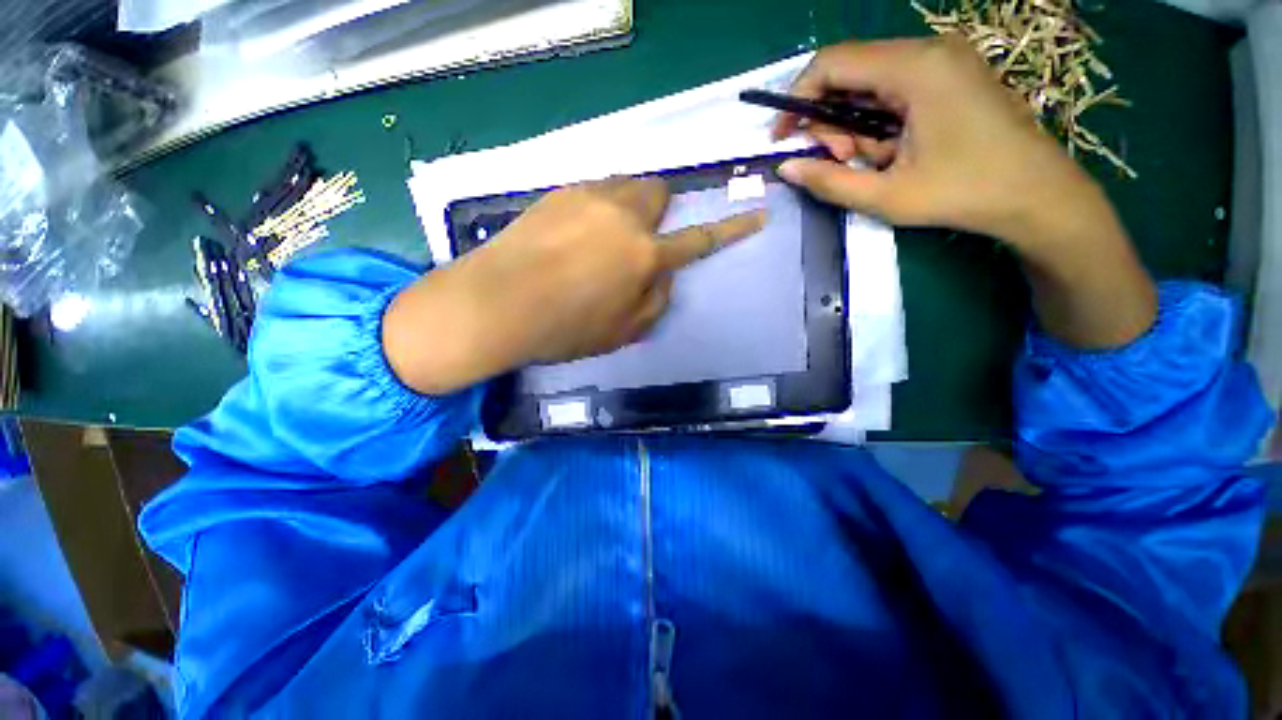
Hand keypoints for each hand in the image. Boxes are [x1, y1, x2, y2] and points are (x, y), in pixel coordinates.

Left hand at [383, 178, 765, 393]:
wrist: (496, 304)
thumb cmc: (565, 328)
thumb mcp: (623, 331)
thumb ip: (656, 299)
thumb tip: (663, 274)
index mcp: (643, 255)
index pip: (699, 239)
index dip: (730, 229)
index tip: (755, 215)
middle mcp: (622, 215)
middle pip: (657, 192)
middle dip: (657, 212)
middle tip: (636, 241)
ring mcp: (587, 197)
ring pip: (624, 186)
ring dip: (625, 209)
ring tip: (600, 241)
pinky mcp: (556, 193)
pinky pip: (591, 192)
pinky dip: (595, 210)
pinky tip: (572, 237)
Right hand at [773, 35, 1106, 249]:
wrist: (1037, 194)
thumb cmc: (963, 194)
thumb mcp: (885, 196)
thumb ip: (828, 182)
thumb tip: (787, 168)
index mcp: (915, 69)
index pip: (833, 63)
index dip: (797, 99)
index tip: (782, 137)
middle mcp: (929, 51)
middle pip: (850, 72)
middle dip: (830, 120)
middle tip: (839, 160)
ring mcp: (944, 60)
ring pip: (870, 83)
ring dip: (855, 125)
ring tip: (873, 161)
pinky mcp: (951, 74)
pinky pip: (894, 89)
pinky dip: (879, 121)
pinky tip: (891, 150)